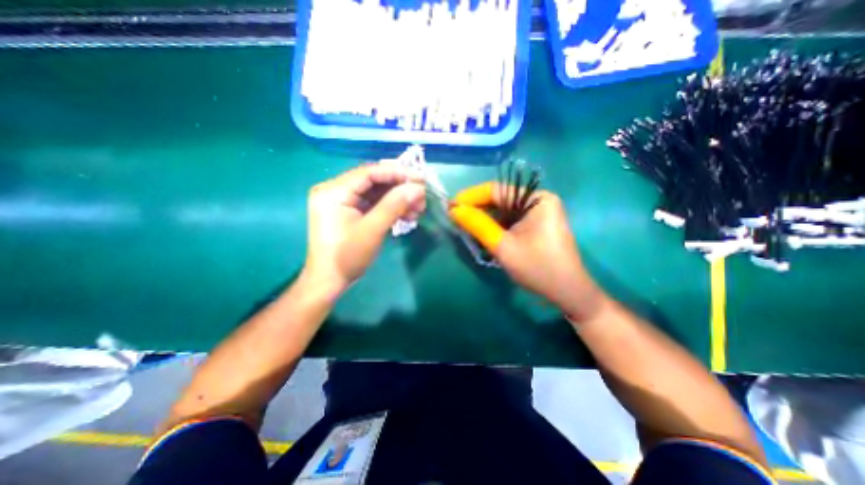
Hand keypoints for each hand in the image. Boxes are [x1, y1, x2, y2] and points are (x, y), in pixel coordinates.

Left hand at [301, 162, 426, 294]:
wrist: (329, 282)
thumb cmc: (347, 257)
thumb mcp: (372, 230)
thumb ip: (394, 205)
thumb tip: (417, 188)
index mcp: (334, 191)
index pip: (369, 172)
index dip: (396, 173)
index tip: (420, 179)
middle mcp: (336, 191)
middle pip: (374, 182)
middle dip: (400, 189)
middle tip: (422, 197)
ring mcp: (343, 202)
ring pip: (377, 193)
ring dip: (399, 199)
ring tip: (419, 209)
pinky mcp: (351, 212)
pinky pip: (374, 204)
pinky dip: (391, 208)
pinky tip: (408, 215)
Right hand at [450, 182, 603, 321]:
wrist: (567, 293)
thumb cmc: (537, 268)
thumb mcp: (503, 246)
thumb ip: (477, 225)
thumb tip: (453, 210)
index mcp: (536, 199)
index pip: (497, 190)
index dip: (471, 196)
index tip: (450, 205)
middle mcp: (538, 200)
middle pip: (500, 199)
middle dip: (477, 209)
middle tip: (455, 218)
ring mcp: (539, 213)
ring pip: (503, 210)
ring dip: (484, 218)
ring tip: (464, 226)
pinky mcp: (536, 225)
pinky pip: (510, 220)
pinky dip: (495, 226)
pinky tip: (482, 233)